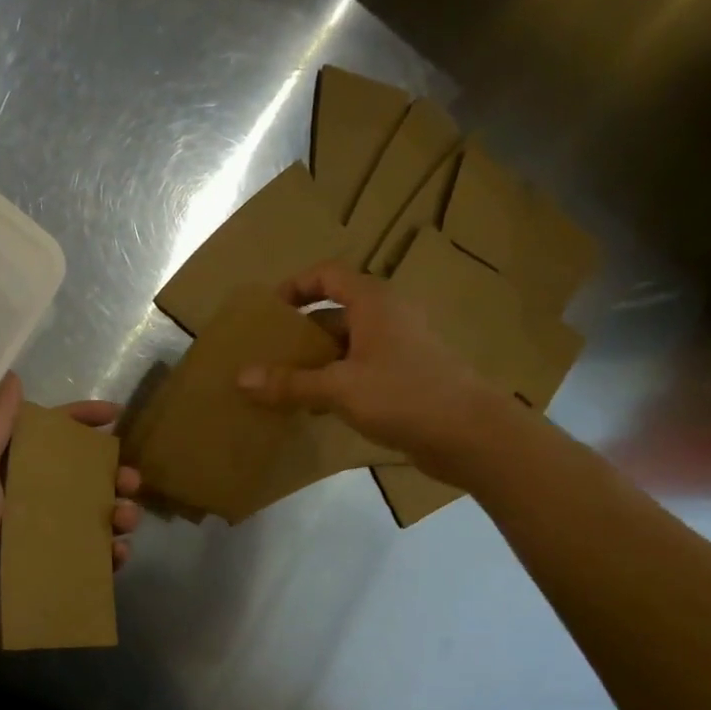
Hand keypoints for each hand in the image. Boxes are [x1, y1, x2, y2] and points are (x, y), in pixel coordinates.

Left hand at [0, 372, 142, 665]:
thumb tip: (12, 377)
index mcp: (10, 474)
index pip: (53, 439)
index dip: (83, 422)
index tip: (116, 414)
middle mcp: (29, 504)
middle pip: (83, 481)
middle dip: (113, 476)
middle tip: (131, 481)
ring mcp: (42, 543)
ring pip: (94, 521)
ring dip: (118, 515)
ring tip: (127, 518)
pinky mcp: (51, 577)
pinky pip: (90, 563)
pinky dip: (109, 558)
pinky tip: (118, 555)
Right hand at [236, 262, 523, 480]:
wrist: (470, 434)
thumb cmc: (404, 395)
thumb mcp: (339, 388)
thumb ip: (290, 383)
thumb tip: (240, 377)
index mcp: (374, 302)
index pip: (328, 275)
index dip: (295, 286)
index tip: (268, 311)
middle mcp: (388, 317)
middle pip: (335, 312)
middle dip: (299, 332)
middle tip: (267, 354)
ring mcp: (400, 348)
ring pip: (347, 345)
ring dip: (315, 361)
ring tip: (282, 385)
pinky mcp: (406, 378)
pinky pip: (360, 370)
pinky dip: (335, 381)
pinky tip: (315, 408)